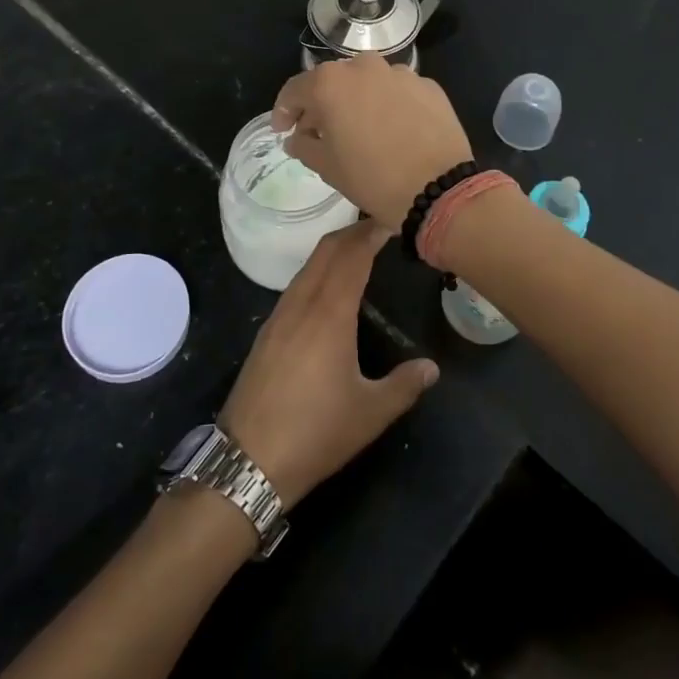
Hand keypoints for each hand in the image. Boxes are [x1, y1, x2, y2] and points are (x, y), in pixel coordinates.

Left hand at [217, 222, 438, 504]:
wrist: (248, 460)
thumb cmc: (316, 432)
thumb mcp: (370, 412)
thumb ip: (404, 385)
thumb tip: (430, 368)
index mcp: (329, 313)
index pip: (351, 256)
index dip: (370, 233)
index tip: (389, 219)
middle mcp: (302, 304)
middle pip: (326, 251)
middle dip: (352, 233)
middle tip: (378, 226)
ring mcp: (279, 316)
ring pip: (308, 266)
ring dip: (332, 251)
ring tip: (357, 251)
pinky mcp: (266, 333)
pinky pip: (296, 286)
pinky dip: (317, 271)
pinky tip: (327, 289)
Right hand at [272, 55, 473, 230]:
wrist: (440, 189)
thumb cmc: (373, 179)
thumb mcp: (327, 167)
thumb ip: (305, 145)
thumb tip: (298, 138)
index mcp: (331, 83)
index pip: (295, 90)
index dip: (284, 111)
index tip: (283, 130)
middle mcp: (364, 67)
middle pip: (333, 81)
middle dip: (322, 104)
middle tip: (319, 131)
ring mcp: (400, 74)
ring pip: (368, 83)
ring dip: (358, 101)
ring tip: (359, 129)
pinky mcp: (428, 86)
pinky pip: (398, 92)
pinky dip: (388, 105)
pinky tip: (393, 130)